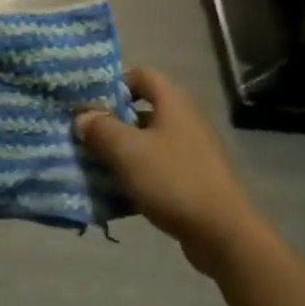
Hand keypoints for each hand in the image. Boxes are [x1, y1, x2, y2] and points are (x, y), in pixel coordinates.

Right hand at [77, 68, 265, 272]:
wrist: (220, 231)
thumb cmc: (172, 179)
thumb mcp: (127, 151)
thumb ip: (101, 129)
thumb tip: (83, 115)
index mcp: (173, 102)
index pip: (142, 74)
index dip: (115, 83)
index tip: (90, 104)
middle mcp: (185, 120)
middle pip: (142, 111)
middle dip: (112, 123)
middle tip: (84, 138)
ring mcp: (192, 150)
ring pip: (148, 143)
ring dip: (121, 153)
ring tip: (94, 167)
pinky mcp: (193, 178)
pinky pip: (157, 168)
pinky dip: (137, 176)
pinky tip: (117, 194)